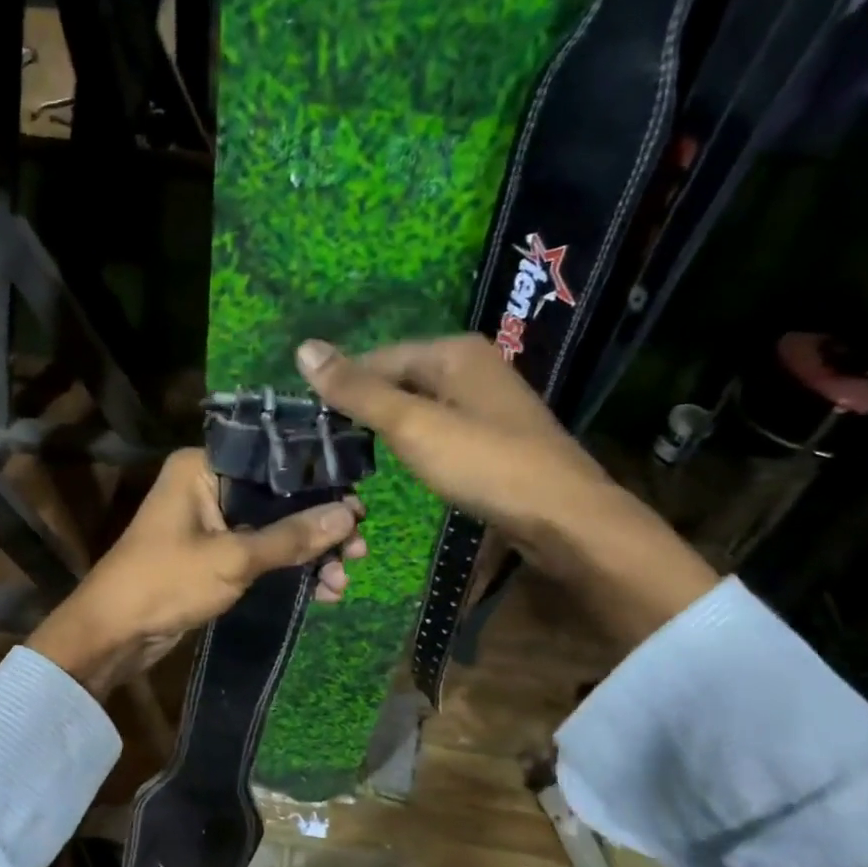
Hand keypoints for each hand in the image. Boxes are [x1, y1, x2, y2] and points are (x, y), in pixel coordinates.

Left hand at [28, 447, 365, 696]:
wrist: (113, 634)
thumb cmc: (166, 582)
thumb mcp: (234, 558)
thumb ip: (292, 536)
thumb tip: (349, 514)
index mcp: (203, 466)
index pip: (273, 460)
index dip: (319, 483)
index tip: (359, 507)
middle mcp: (207, 485)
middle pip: (279, 497)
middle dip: (319, 527)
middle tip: (359, 549)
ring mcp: (211, 521)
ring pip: (274, 528)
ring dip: (309, 553)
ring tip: (343, 580)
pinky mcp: (214, 553)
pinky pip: (261, 552)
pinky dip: (288, 568)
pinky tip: (322, 591)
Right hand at [296, 335, 716, 648]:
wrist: (563, 517)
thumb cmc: (484, 464)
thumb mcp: (412, 426)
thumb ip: (358, 391)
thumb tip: (304, 349)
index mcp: (454, 352)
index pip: (378, 357)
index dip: (342, 385)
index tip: (309, 421)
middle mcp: (473, 366)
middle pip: (400, 378)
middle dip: (365, 406)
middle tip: (326, 443)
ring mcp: (487, 401)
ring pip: (420, 405)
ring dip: (388, 426)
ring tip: (353, 454)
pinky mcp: (495, 435)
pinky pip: (440, 426)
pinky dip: (416, 441)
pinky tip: (403, 463)